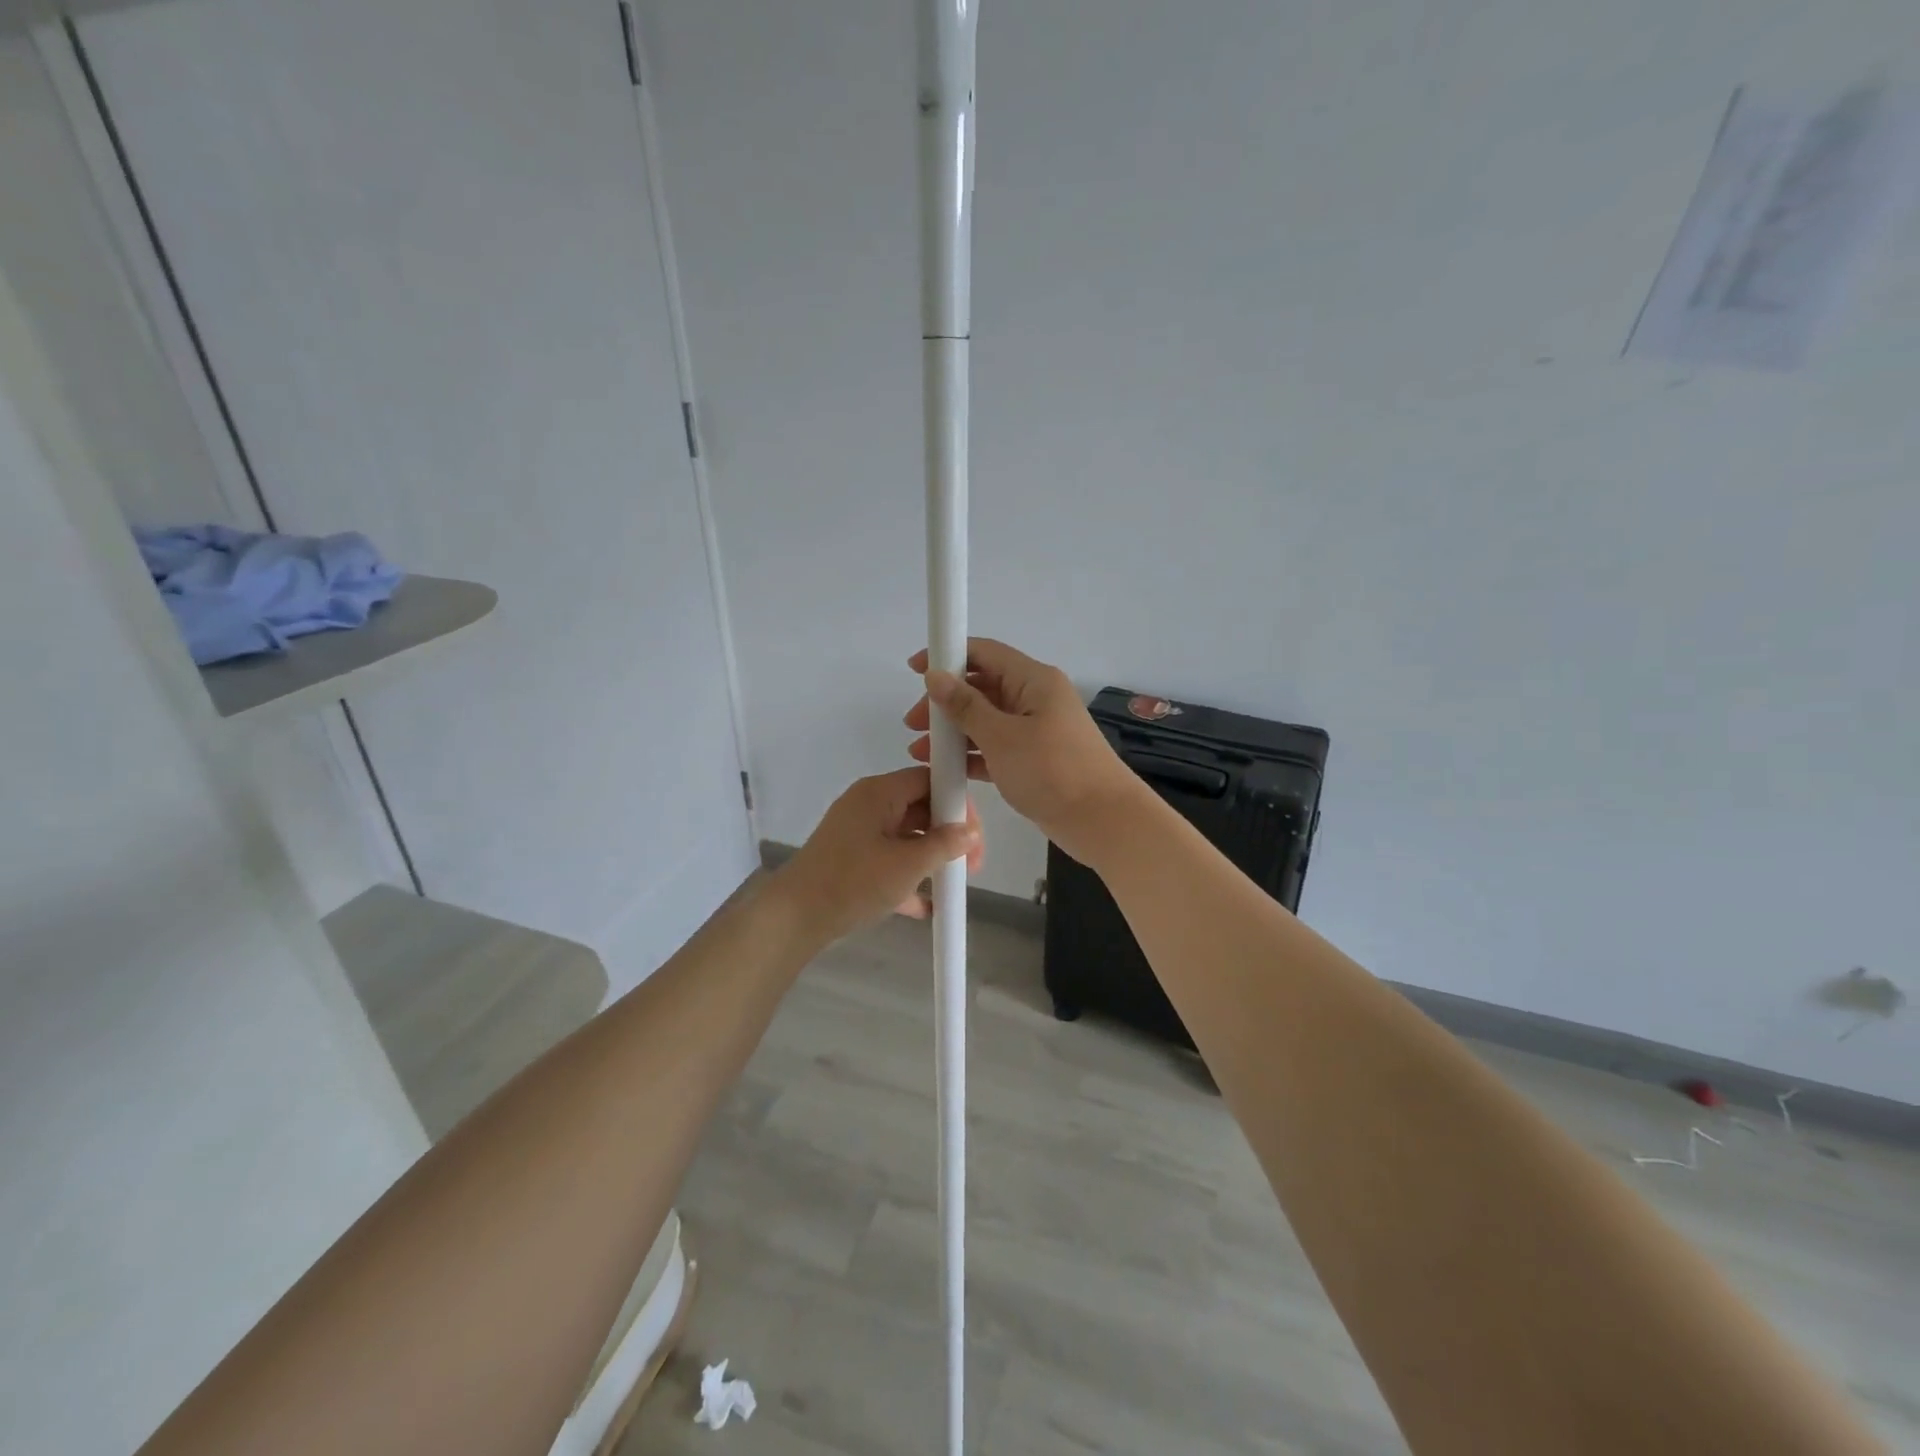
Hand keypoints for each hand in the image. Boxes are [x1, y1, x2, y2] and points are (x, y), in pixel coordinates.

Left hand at [775, 767, 983, 943]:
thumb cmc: (854, 881)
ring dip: (930, 857)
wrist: (794, 917)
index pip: (929, 779)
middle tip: (971, 865)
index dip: (957, 802)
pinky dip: (907, 875)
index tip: (975, 834)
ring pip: (906, 835)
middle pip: (920, 807)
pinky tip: (925, 906)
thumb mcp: (908, 864)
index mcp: (879, 792)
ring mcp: (856, 831)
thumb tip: (971, 832)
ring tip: (951, 884)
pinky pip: (888, 858)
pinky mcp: (849, 857)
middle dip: (948, 835)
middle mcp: (867, 804)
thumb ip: (944, 845)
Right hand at [904, 638, 1145, 864]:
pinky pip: (994, 748)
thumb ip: (965, 706)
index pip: (984, 653)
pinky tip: (945, 769)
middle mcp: (1035, 699)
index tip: (914, 669)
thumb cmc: (1052, 771)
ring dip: (953, 732)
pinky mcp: (1034, 760)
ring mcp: (1035, 730)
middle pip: (981, 687)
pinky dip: (971, 754)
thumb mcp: (1002, 737)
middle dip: (945, 702)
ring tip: (920, 751)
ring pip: (985, 720)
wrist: (1103, 821)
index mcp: (1033, 681)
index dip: (948, 656)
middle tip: (913, 723)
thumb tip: (934, 676)